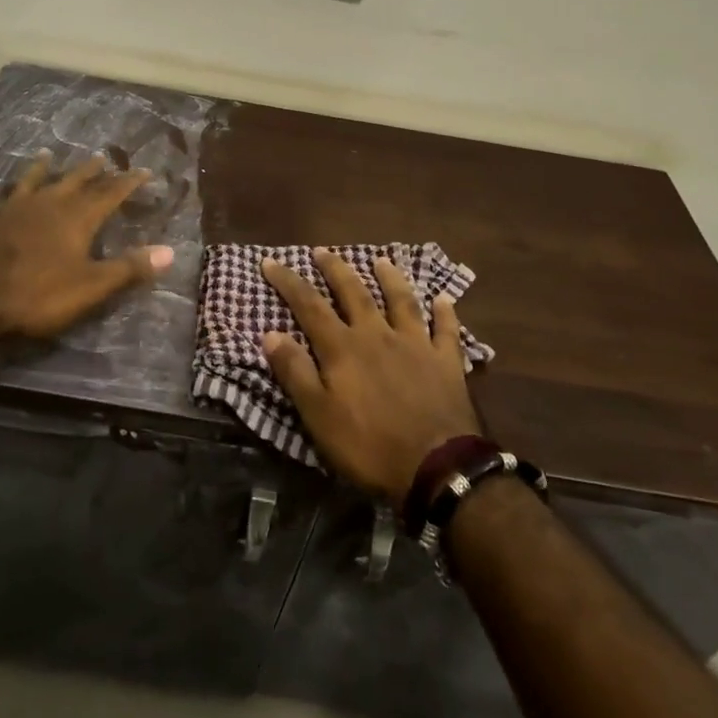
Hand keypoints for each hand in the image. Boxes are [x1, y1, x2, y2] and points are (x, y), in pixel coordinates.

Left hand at [0, 149, 174, 338]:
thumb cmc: (37, 292)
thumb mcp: (91, 286)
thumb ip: (129, 268)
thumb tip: (170, 251)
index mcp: (76, 218)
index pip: (110, 194)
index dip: (128, 183)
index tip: (143, 170)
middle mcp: (46, 205)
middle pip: (72, 182)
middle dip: (90, 171)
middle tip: (101, 157)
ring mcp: (10, 212)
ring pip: (28, 183)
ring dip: (39, 170)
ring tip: (44, 155)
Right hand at [261, 250, 482, 500]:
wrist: (436, 467)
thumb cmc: (369, 446)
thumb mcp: (318, 416)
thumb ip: (295, 372)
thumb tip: (270, 333)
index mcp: (343, 348)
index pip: (309, 305)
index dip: (288, 282)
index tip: (271, 261)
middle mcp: (377, 335)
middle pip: (354, 293)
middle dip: (335, 269)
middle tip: (322, 250)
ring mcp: (416, 344)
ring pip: (401, 301)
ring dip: (390, 278)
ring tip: (381, 260)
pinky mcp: (446, 362)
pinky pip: (446, 330)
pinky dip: (444, 313)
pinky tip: (444, 299)